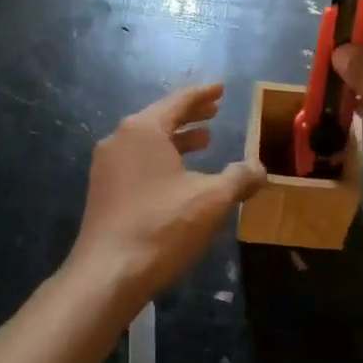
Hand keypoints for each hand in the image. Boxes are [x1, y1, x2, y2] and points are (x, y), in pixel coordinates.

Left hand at [68, 83, 266, 311]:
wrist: (107, 275)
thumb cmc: (161, 226)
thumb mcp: (211, 200)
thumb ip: (238, 178)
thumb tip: (260, 168)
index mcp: (143, 129)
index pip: (179, 101)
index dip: (203, 94)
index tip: (221, 88)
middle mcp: (119, 139)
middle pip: (161, 118)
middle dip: (190, 115)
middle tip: (215, 111)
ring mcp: (106, 166)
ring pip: (148, 142)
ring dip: (177, 139)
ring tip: (204, 142)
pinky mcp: (102, 191)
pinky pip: (137, 161)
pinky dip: (161, 159)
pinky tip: (179, 176)